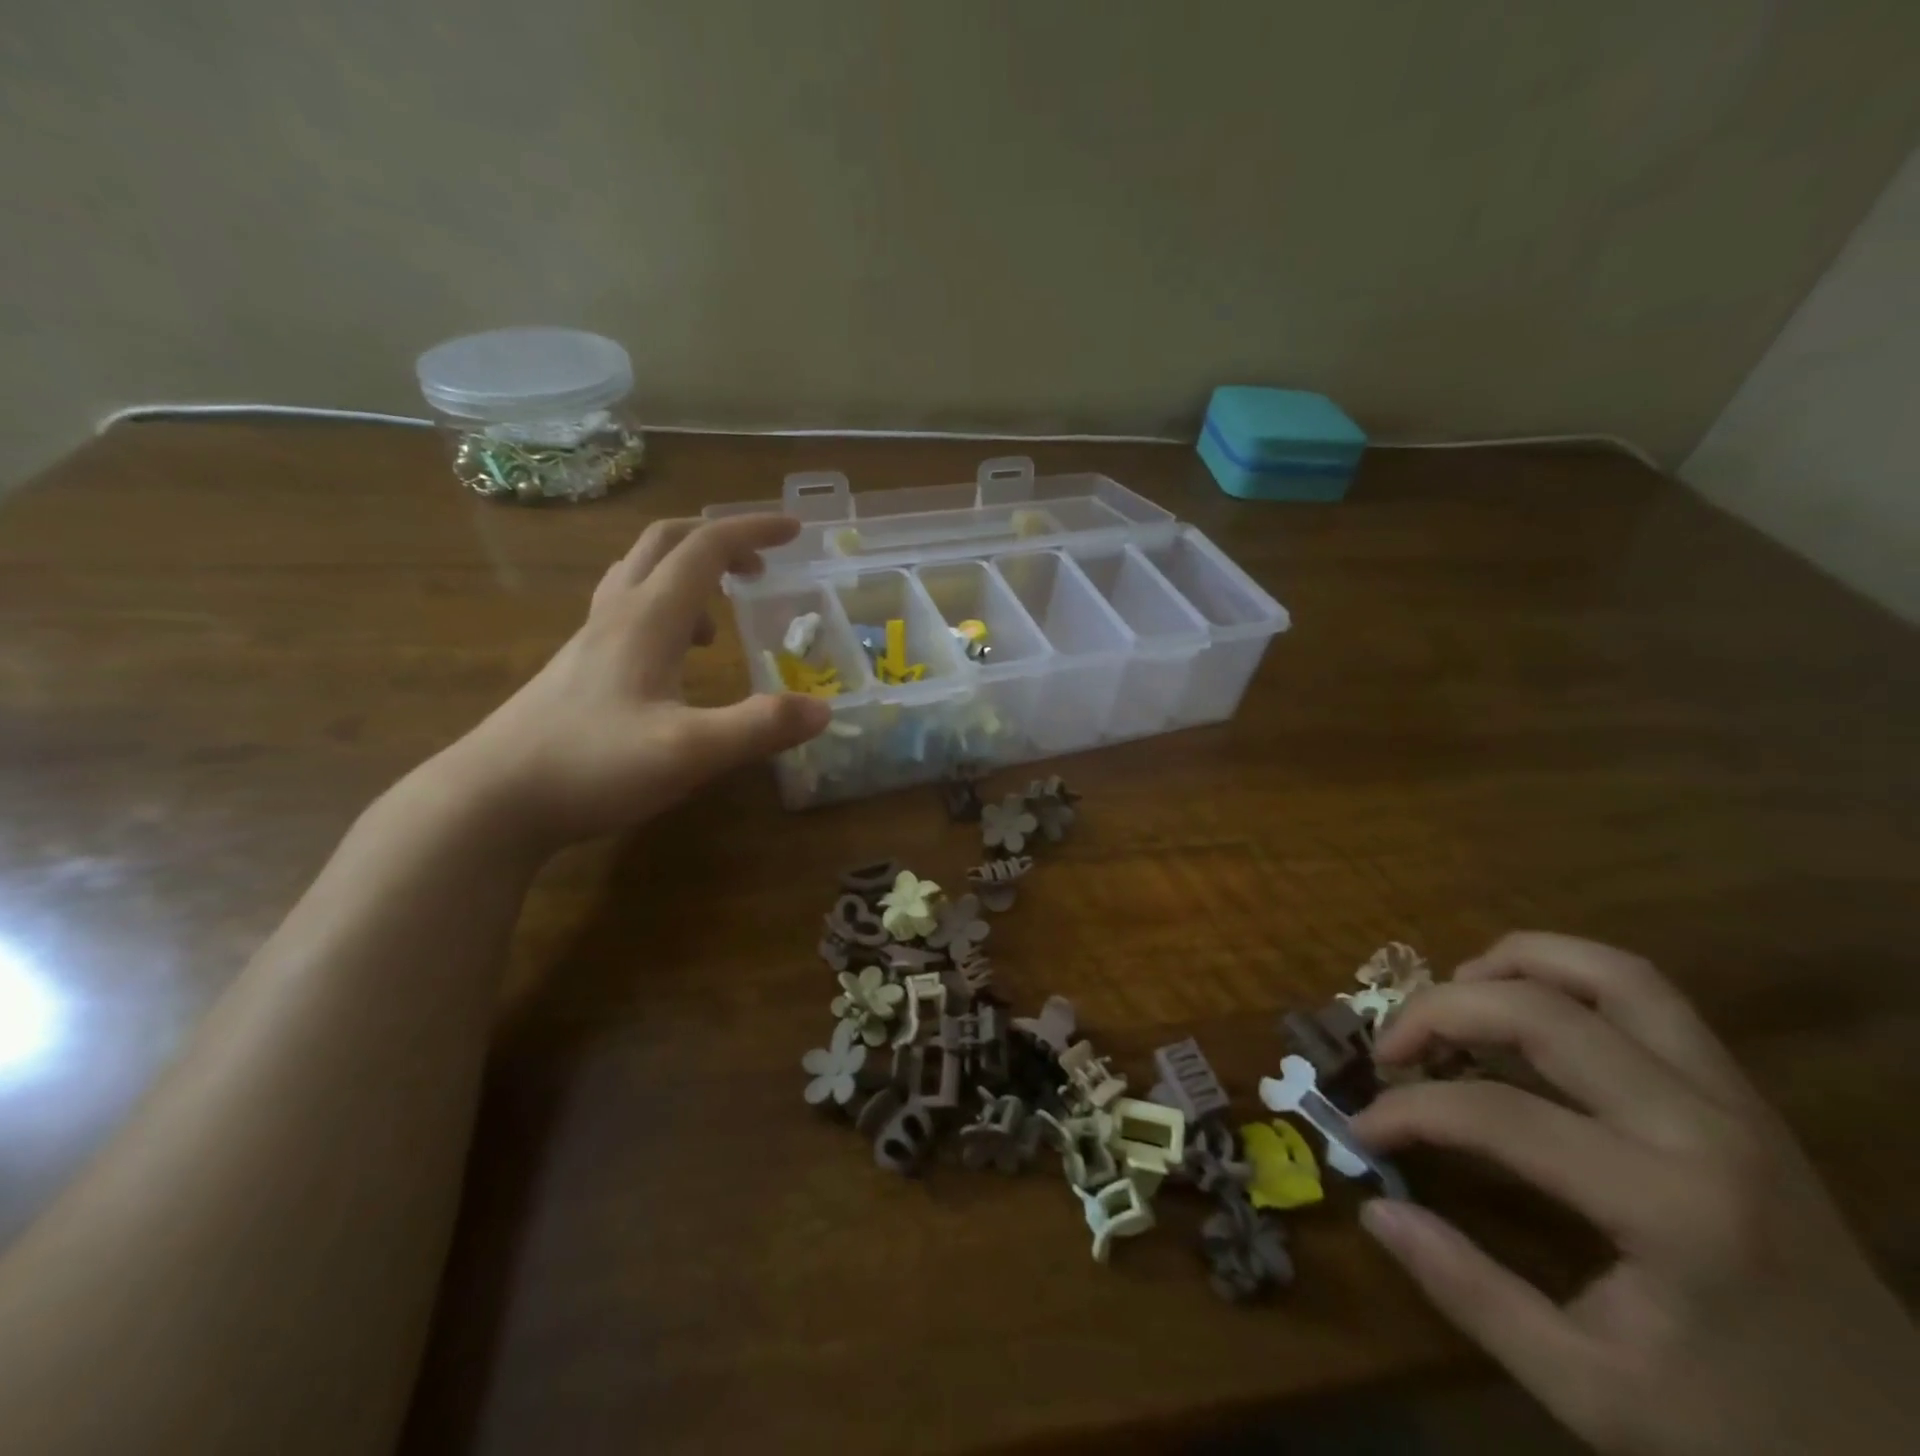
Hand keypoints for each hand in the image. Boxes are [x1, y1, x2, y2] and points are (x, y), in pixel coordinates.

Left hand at [442, 514, 828, 852]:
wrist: (491, 800)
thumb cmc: (591, 765)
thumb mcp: (689, 752)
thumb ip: (759, 728)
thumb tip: (823, 709)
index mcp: (648, 618)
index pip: (706, 548)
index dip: (753, 530)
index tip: (796, 530)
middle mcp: (618, 615)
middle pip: (665, 543)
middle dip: (719, 538)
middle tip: (760, 562)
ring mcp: (591, 640)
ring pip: (640, 574)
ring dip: (689, 571)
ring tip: (724, 610)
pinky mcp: (579, 668)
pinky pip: (628, 612)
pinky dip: (667, 610)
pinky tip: (679, 658)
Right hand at [1353, 932, 1919, 1455]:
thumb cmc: (1748, 1436)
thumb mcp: (1593, 1394)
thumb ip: (1471, 1293)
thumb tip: (1375, 1209)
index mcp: (1670, 1206)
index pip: (1494, 1115)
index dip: (1407, 1112)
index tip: (1363, 1130)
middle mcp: (1703, 1127)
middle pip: (1541, 1011)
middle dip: (1440, 1010)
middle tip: (1392, 1047)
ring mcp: (1735, 1101)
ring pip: (1610, 973)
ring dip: (1514, 963)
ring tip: (1456, 992)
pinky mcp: (1743, 1097)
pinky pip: (1647, 996)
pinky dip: (1567, 977)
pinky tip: (1527, 1011)